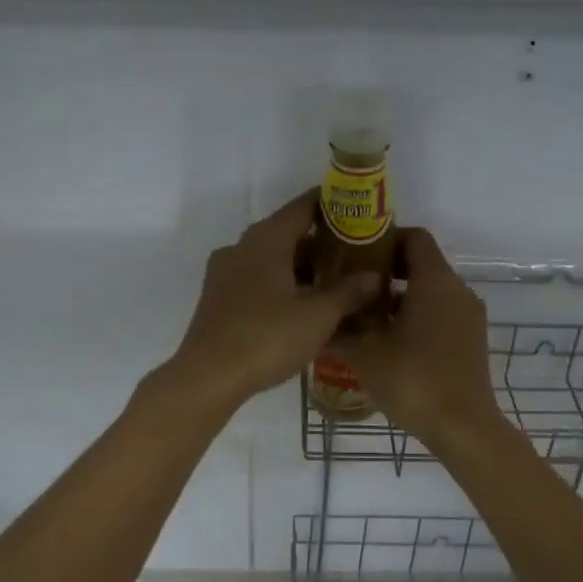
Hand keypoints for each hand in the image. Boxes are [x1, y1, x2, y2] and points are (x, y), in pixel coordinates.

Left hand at [164, 191, 383, 412]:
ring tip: (336, 283)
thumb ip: (348, 292)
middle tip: (357, 255)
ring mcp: (226, 272)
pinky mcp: (218, 297)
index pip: (304, 206)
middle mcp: (243, 246)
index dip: (333, 205)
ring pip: (272, 259)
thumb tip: (374, 277)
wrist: (208, 376)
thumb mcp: (318, 316)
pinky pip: (258, 279)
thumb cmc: (267, 337)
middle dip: (322, 243)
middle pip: (288, 232)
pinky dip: (282, 284)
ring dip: (302, 267)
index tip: (359, 212)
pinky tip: (304, 306)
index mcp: (267, 239)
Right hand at [332, 228, 502, 442]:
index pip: (414, 237)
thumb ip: (339, 328)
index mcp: (435, 281)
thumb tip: (319, 316)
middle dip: (385, 271)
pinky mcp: (471, 341)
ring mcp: (469, 317)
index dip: (384, 239)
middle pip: (421, 264)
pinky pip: (441, 314)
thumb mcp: (363, 352)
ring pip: (431, 292)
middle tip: (351, 286)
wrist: (462, 427)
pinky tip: (388, 342)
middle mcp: (458, 290)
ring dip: (399, 298)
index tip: (355, 254)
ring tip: (364, 317)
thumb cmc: (412, 379)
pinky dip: (416, 317)